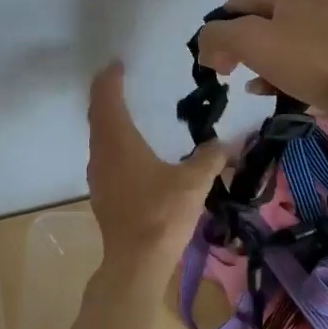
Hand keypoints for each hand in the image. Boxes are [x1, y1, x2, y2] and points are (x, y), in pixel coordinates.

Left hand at [87, 62, 225, 268]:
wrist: (136, 263)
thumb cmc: (162, 215)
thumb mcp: (194, 183)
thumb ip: (211, 158)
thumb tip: (229, 142)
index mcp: (119, 142)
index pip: (108, 100)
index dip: (110, 80)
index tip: (116, 65)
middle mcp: (102, 154)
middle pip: (98, 116)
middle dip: (106, 96)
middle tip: (118, 80)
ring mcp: (98, 177)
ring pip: (98, 138)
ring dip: (107, 120)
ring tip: (124, 111)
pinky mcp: (102, 195)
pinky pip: (104, 156)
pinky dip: (112, 142)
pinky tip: (129, 152)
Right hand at [197, 0, 327, 120]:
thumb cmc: (306, 58)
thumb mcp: (249, 40)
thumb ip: (216, 36)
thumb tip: (206, 47)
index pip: (234, 6)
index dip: (218, 35)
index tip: (215, 66)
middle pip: (254, 24)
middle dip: (238, 50)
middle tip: (230, 74)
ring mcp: (323, 25)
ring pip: (274, 44)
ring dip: (256, 64)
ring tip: (255, 85)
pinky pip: (294, 60)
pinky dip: (278, 73)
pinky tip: (271, 91)